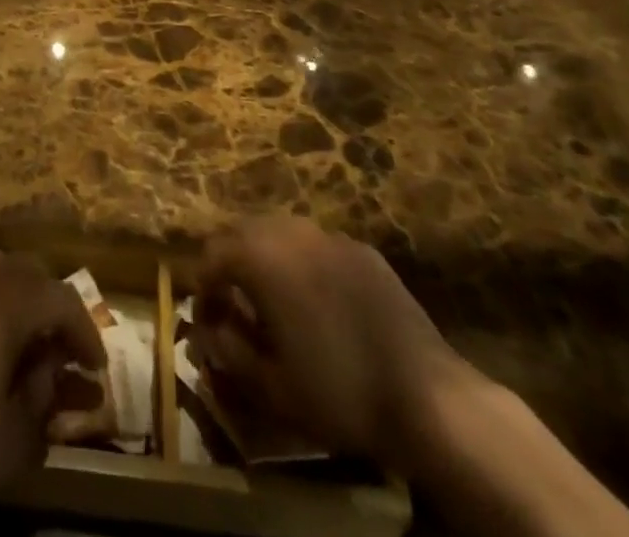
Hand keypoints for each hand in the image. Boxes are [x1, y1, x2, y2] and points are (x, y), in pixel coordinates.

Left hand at [0, 251, 105, 523]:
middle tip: (56, 342)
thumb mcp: (10, 442)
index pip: (59, 298)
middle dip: (47, 302)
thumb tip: (51, 376)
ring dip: (8, 290)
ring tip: (13, 327)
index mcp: (4, 306)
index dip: (83, 328)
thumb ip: (41, 403)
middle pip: (22, 270)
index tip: (94, 365)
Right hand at [192, 216, 468, 469]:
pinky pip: (317, 245)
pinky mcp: (362, 250)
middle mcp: (290, 232)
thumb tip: (210, 331)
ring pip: (280, 231)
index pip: (211, 255)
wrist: (426, 397)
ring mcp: (330, 236)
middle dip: (229, 262)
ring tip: (271, 299)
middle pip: (242, 231)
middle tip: (232, 303)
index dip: (202, 287)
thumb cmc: (339, 392)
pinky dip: (302, 262)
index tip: (206, 320)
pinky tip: (316, 300)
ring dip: (265, 256)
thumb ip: (230, 350)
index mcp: (261, 257)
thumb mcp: (272, 385)